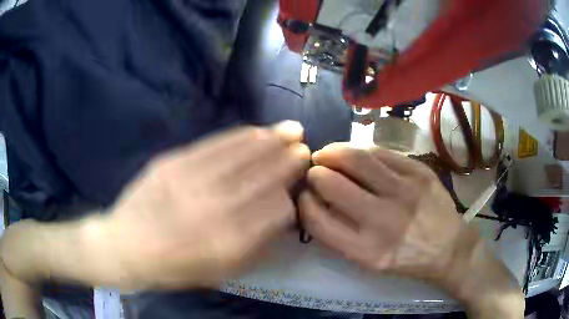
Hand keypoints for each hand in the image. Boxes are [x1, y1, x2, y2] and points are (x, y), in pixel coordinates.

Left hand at [92, 122, 309, 289]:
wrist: (125, 247)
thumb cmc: (173, 268)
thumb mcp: (219, 272)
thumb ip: (254, 246)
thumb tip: (278, 215)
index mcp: (229, 243)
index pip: (276, 209)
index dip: (290, 195)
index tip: (296, 186)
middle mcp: (215, 209)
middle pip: (263, 176)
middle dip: (289, 159)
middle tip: (305, 146)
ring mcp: (192, 181)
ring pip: (243, 154)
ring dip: (271, 140)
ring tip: (290, 129)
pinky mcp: (173, 162)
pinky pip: (214, 145)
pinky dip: (240, 136)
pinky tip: (255, 130)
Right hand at [299, 143, 523, 317]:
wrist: (448, 248)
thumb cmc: (406, 259)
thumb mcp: (368, 262)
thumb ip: (340, 235)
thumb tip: (315, 201)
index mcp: (364, 250)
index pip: (316, 219)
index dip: (303, 202)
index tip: (304, 195)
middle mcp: (382, 220)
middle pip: (331, 183)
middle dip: (314, 173)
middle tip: (315, 170)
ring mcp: (404, 192)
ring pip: (355, 158)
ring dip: (333, 152)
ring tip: (328, 154)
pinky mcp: (419, 173)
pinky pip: (381, 153)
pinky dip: (362, 151)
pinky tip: (358, 155)